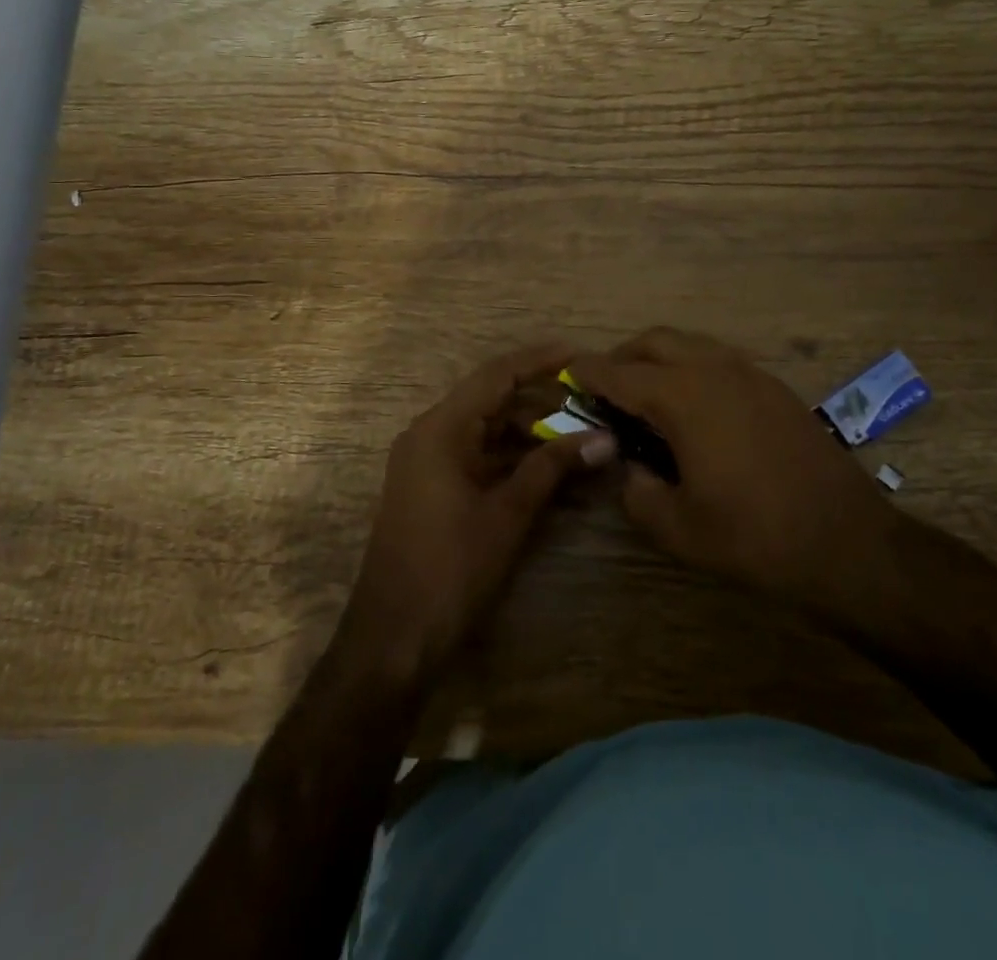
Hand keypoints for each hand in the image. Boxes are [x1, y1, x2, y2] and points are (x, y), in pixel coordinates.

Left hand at [340, 342, 615, 681]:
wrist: (393, 640)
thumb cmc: (450, 569)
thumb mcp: (508, 514)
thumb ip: (552, 468)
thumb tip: (604, 438)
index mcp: (441, 429)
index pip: (496, 375)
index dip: (539, 361)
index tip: (580, 356)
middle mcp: (430, 435)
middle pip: (493, 401)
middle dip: (543, 402)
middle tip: (591, 404)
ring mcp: (429, 463)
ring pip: (488, 431)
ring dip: (532, 434)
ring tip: (581, 438)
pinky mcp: (434, 489)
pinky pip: (479, 458)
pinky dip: (514, 460)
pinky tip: (553, 471)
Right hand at [570, 328, 892, 608]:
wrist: (846, 540)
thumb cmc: (754, 536)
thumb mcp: (678, 528)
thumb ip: (637, 493)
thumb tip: (630, 469)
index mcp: (683, 397)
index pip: (621, 373)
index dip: (589, 371)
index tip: (568, 372)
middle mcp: (714, 370)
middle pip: (656, 341)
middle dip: (623, 356)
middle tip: (606, 387)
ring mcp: (750, 374)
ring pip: (691, 344)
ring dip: (660, 358)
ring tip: (647, 395)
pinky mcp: (774, 387)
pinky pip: (719, 360)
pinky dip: (692, 368)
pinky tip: (694, 407)